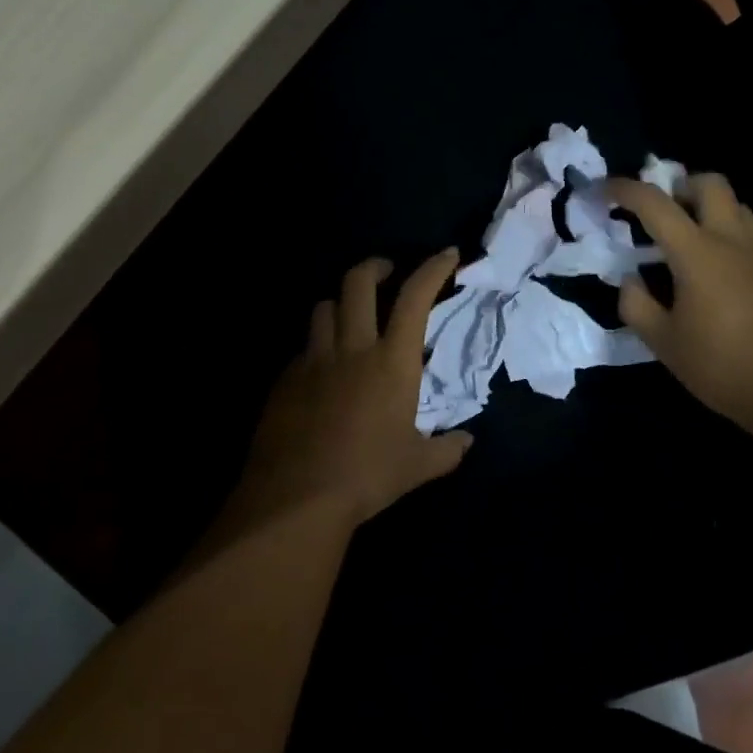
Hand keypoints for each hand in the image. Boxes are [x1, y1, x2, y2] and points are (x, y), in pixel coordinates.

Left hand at [237, 250, 472, 528]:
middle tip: (385, 271)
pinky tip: (322, 371)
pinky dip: (318, 347)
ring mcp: (314, 360)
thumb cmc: (367, 476)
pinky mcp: (285, 379)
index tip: (447, 255)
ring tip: (350, 318)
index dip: (432, 269)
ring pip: (324, 308)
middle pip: (357, 283)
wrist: (296, 497)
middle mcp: (352, 348)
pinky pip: (304, 348)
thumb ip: (447, 450)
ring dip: (340, 304)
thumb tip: (466, 441)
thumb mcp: (418, 467)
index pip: (415, 298)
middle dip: (374, 267)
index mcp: (392, 361)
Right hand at [606, 173, 752, 441]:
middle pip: (710, 184)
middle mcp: (731, 241)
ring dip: (706, 205)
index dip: (623, 190)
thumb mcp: (663, 342)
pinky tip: (710, 267)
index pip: (655, 204)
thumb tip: (630, 280)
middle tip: (658, 210)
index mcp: (697, 253)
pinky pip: (748, 232)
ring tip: (684, 235)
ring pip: (736, 204)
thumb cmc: (721, 366)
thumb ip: (637, 305)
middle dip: (679, 184)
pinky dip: (724, 231)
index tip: (600, 190)